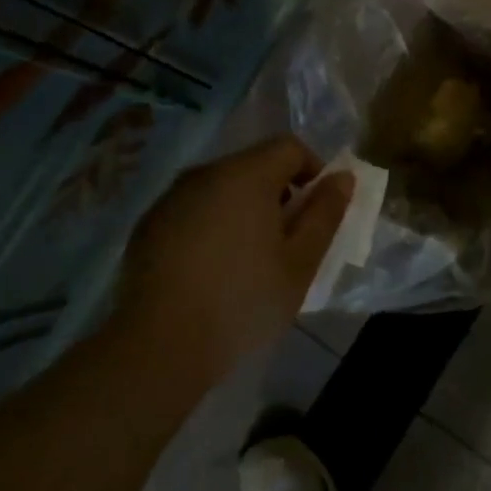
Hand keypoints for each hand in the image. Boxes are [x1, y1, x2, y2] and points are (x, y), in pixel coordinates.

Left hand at [113, 136, 353, 383]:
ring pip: (221, 187)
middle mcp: (205, 173)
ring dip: (243, 209)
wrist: (160, 344)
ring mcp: (171, 197)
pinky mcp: (149, 224)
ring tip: (248, 258)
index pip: (289, 147)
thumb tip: (342, 177)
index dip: (313, 170)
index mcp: (246, 175)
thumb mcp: (299, 263)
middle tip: (286, 242)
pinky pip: (192, 209)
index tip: (316, 212)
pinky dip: (210, 225)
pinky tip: (210, 269)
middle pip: (253, 165)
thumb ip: (324, 214)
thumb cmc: (243, 301)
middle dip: (278, 193)